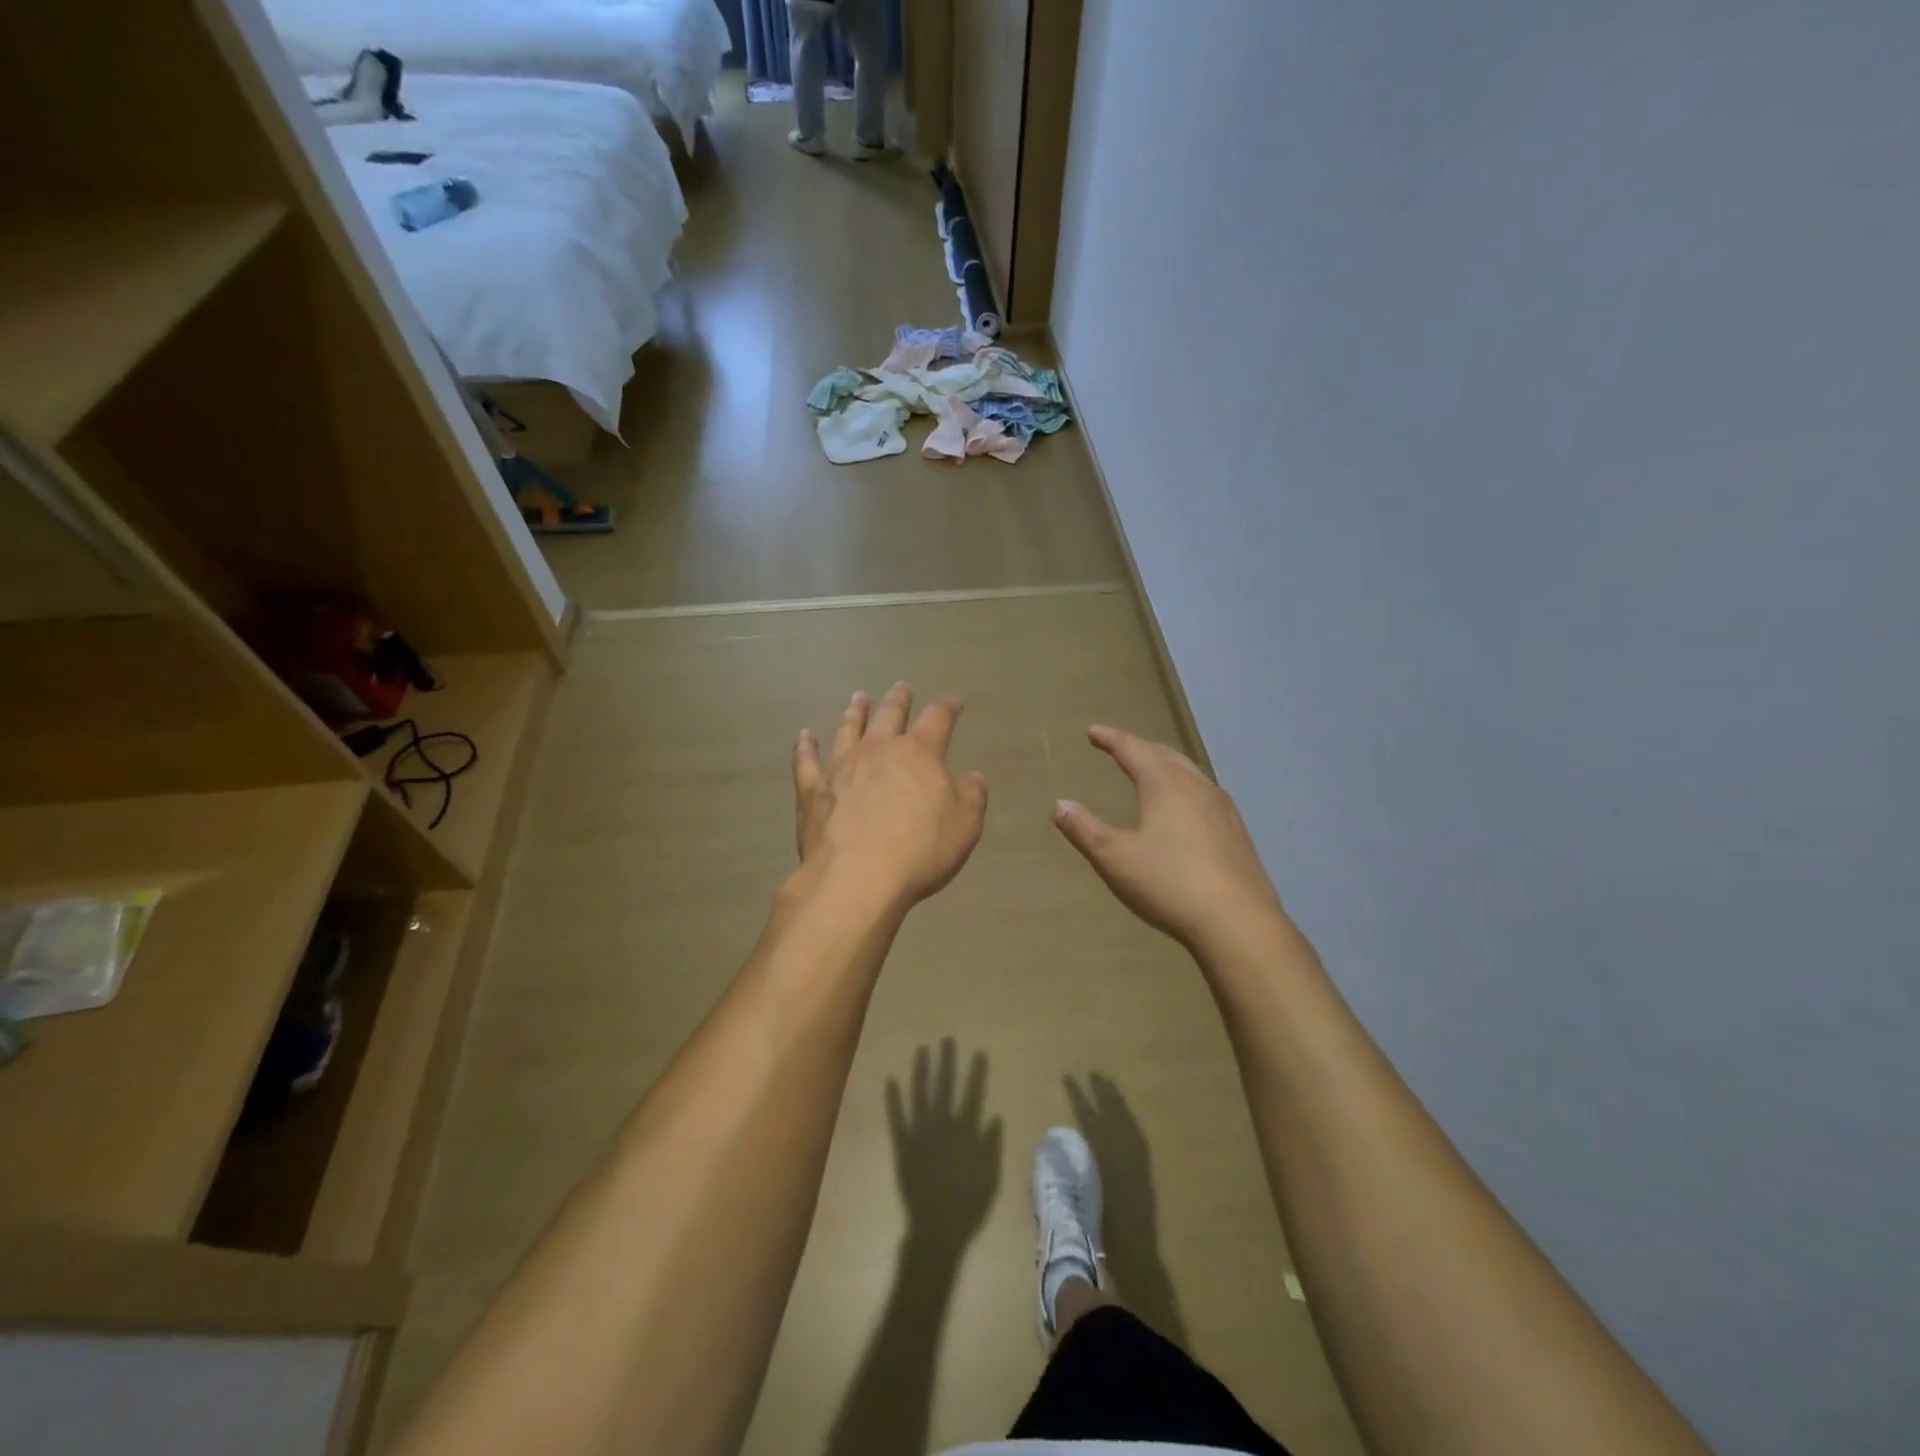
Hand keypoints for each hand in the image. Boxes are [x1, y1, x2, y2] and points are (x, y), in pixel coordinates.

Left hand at [793, 684, 988, 910]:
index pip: (937, 719)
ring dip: (855, 713)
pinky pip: (806, 761)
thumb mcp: (964, 827)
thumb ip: (972, 798)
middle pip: (889, 715)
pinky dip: (805, 747)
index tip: (954, 702)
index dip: (947, 708)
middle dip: (898, 700)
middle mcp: (878, 750)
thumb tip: (974, 777)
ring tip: (858, 698)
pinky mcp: (813, 790)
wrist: (857, 877)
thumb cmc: (919, 852)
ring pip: (849, 729)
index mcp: (919, 753)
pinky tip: (804, 737)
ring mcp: (841, 767)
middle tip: (901, 688)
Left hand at [886, 1039, 1002, 1257]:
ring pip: (920, 1096)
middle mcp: (942, 1126)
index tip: (978, 1051)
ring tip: (922, 1050)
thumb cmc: (969, 1205)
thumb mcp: (990, 1176)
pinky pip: (897, 1119)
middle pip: (945, 1087)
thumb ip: (991, 1145)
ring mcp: (920, 1134)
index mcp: (965, 1132)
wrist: (937, 1229)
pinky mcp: (902, 1146)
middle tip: (946, 1040)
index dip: (976, 1073)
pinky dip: (894, 1100)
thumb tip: (994, 1116)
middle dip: (946, 1062)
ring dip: (921, 1072)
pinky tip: (891, 1081)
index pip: (973, 1094)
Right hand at [1053, 725, 1283, 952]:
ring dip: (1166, 767)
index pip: (1133, 750)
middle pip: (1165, 755)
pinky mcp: (1238, 834)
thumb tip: (1060, 805)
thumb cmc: (1169, 883)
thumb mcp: (1114, 858)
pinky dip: (1186, 790)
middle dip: (1140, 748)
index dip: (1111, 739)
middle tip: (1121, 747)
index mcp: (1165, 784)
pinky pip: (1206, 797)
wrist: (1238, 923)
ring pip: (1190, 774)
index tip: (1094, 732)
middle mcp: (1197, 787)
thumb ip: (1085, 829)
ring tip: (1152, 772)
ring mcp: (1223, 810)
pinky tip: (1187, 810)